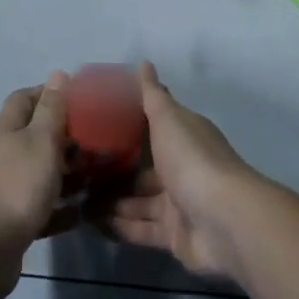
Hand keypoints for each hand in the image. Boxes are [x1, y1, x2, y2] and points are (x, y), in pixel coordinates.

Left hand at [0, 72, 75, 298]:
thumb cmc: (15, 187)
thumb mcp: (41, 141)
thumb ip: (52, 110)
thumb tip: (58, 73)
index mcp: (7, 131)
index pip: (24, 99)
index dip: (47, 94)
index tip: (77, 99)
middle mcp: (2, 155)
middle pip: (33, 138)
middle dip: (64, 139)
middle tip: (96, 146)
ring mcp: (2, 190)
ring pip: (39, 174)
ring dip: (65, 176)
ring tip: (95, 180)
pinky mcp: (8, 223)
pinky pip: (39, 210)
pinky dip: (59, 210)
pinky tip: (79, 215)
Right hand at [92, 63, 258, 279]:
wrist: (224, 220)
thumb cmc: (192, 160)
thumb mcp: (168, 119)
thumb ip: (152, 95)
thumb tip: (144, 63)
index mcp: (183, 136)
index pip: (152, 127)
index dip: (125, 126)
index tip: (93, 125)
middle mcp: (181, 167)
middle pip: (141, 168)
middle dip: (111, 170)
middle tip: (75, 169)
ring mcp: (178, 203)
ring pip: (137, 200)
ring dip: (109, 200)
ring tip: (75, 198)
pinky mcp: (174, 236)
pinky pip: (140, 228)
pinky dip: (119, 225)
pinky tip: (89, 222)